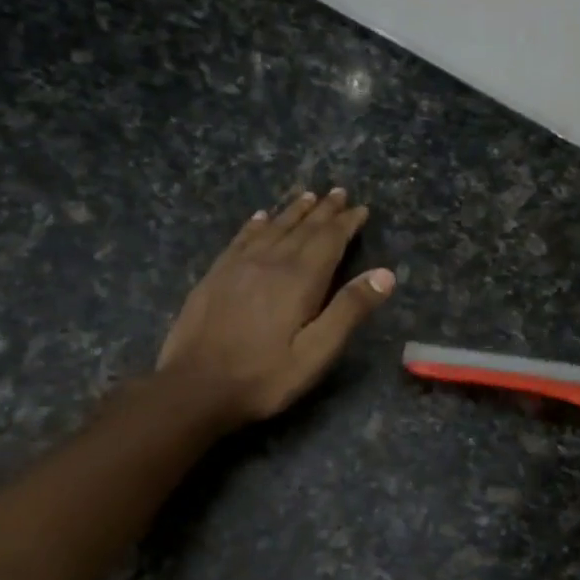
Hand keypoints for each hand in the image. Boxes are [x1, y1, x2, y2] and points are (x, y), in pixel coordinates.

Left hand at [156, 188, 393, 426]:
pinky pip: (241, 239)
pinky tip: (260, 217)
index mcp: (299, 279)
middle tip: (339, 193)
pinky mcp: (215, 276)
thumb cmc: (264, 376)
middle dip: (323, 211)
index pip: (329, 240)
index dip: (346, 223)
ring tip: (308, 196)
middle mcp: (270, 262)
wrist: (194, 387)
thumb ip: (349, 310)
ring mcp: (238, 266)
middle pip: (302, 228)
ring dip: (293, 211)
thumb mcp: (317, 352)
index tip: (361, 208)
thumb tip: (385, 274)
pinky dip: (256, 224)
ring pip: (272, 228)